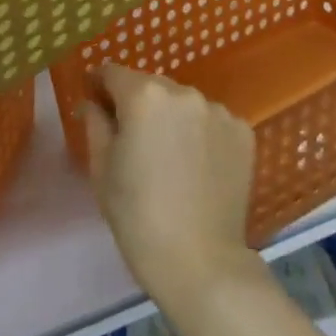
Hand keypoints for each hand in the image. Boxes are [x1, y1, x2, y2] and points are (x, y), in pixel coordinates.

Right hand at [79, 63, 258, 309]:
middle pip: (151, 86)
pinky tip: (197, 165)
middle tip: (134, 139)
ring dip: (172, 118)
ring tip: (170, 156)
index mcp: (143, 95)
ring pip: (183, 103)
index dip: (100, 85)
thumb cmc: (137, 217)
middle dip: (138, 103)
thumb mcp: (102, 169)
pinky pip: (211, 121)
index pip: (113, 73)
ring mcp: (217, 110)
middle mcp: (183, 91)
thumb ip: (95, 124)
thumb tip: (92, 103)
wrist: (200, 262)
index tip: (97, 103)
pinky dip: (201, 134)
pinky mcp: (243, 131)